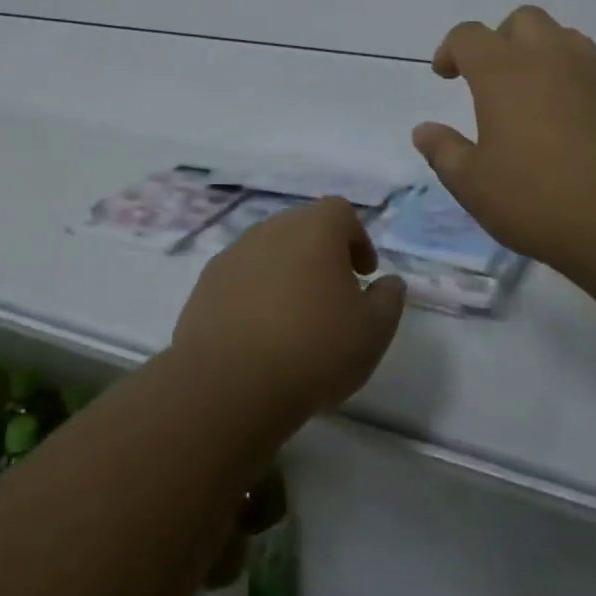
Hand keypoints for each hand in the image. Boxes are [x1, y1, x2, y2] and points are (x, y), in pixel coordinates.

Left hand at [173, 197, 405, 422]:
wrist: (230, 383)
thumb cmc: (314, 349)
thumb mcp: (373, 331)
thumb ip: (388, 299)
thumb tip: (389, 282)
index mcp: (314, 228)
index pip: (341, 213)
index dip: (357, 239)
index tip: (363, 274)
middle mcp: (271, 229)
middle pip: (302, 227)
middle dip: (321, 253)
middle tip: (333, 293)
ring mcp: (233, 254)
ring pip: (268, 252)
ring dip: (285, 273)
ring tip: (294, 317)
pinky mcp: (206, 284)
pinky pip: (240, 278)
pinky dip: (254, 294)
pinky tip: (260, 333)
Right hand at [412, 5, 595, 286]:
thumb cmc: (540, 199)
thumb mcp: (475, 185)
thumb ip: (445, 152)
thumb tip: (423, 130)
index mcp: (504, 71)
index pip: (469, 36)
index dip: (451, 50)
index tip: (445, 74)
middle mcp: (550, 57)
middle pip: (522, 21)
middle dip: (500, 40)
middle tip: (491, 79)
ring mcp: (595, 72)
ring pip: (563, 38)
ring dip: (541, 53)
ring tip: (533, 95)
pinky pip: (593, 68)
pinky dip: (574, 79)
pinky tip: (572, 120)